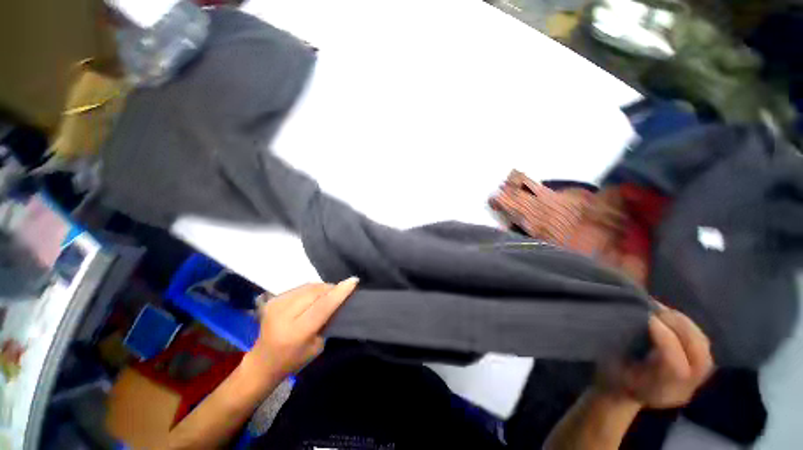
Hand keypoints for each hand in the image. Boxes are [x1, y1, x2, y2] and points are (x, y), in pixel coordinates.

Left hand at [242, 278, 358, 381]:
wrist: (263, 362)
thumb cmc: (294, 359)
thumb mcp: (317, 345)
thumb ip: (328, 320)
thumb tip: (337, 298)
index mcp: (296, 332)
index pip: (322, 306)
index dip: (339, 292)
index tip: (353, 281)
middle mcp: (283, 315)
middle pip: (315, 291)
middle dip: (331, 288)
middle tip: (341, 291)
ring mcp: (275, 304)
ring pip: (308, 286)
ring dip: (322, 288)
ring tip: (328, 294)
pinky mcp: (272, 299)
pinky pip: (300, 287)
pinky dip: (311, 290)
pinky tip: (313, 297)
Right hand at [597, 304, 713, 408]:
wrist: (622, 393)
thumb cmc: (610, 375)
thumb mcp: (608, 362)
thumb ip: (621, 343)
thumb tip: (636, 315)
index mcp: (655, 392)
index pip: (675, 367)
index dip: (665, 337)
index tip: (647, 315)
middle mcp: (681, 391)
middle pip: (698, 358)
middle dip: (680, 327)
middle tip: (658, 310)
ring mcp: (694, 384)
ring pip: (704, 350)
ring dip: (687, 325)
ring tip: (665, 312)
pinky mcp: (698, 373)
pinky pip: (703, 348)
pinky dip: (691, 329)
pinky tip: (673, 320)